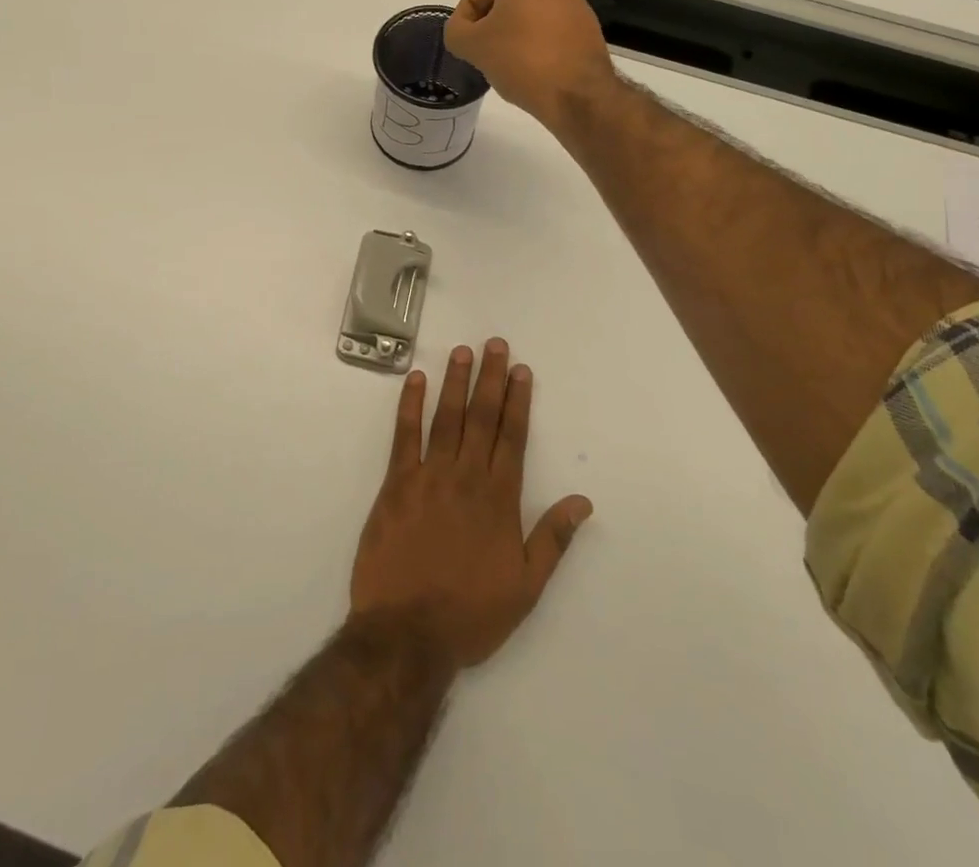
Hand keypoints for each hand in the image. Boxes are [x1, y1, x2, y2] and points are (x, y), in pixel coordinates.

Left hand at [350, 339, 593, 668]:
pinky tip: (416, 380)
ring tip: (461, 351)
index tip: (521, 370)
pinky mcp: (395, 484)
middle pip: (481, 417)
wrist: (408, 633)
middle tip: (494, 344)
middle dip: (490, 378)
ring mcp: (429, 476)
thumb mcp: (526, 586)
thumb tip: (583, 501)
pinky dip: (410, 405)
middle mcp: (466, 477)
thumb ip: (554, 538)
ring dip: (455, 382)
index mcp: (499, 498)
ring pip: (446, 418)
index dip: (518, 401)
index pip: (513, 436)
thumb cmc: (471, 613)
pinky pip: (404, 436)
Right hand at [444, 0, 616, 129]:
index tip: (466, 38)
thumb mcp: (471, 46)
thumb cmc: (520, 59)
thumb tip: (464, 31)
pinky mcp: (586, 21)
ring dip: (511, 28)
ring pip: (528, 7)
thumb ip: (456, 31)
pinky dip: (534, 37)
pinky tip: (529, 64)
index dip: (468, 9)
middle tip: (481, 47)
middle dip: (489, 18)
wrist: (577, 93)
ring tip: (503, 59)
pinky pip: (549, 22)